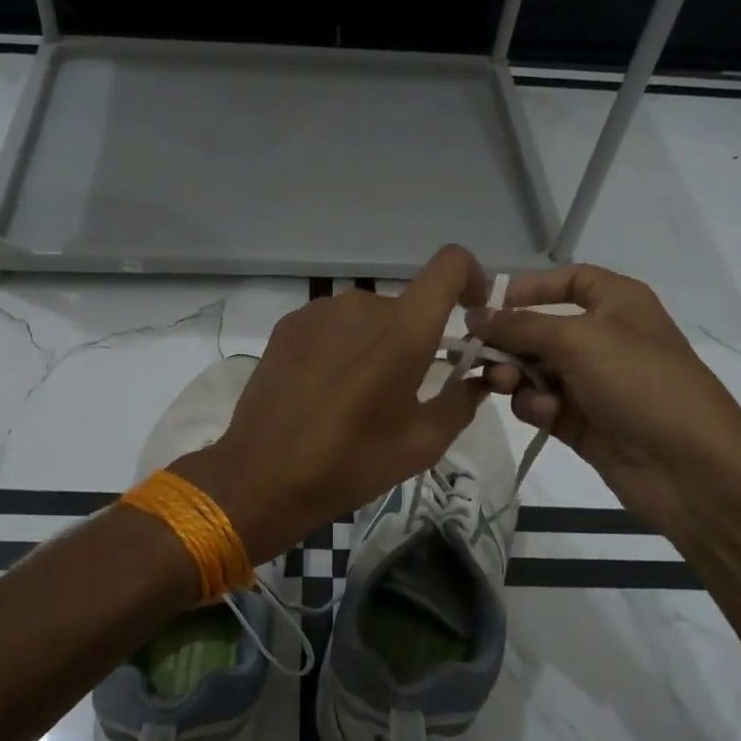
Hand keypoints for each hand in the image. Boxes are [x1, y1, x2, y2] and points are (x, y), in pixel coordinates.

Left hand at [178, 246, 491, 562]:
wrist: (263, 475)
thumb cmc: (351, 463)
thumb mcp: (422, 444)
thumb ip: (462, 401)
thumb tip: (478, 377)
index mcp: (404, 330)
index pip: (450, 264)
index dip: (471, 277)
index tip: (471, 311)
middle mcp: (362, 305)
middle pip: (407, 305)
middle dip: (416, 338)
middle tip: (405, 389)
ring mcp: (319, 311)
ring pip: (368, 315)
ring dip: (376, 343)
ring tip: (359, 394)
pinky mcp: (289, 324)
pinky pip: (333, 324)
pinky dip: (343, 345)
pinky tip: (325, 387)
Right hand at [466, 264, 740, 532]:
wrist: (689, 469)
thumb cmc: (640, 384)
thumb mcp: (579, 340)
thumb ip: (520, 325)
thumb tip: (474, 315)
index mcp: (616, 303)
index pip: (567, 280)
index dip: (528, 287)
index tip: (487, 304)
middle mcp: (602, 338)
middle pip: (539, 328)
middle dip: (508, 341)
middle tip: (479, 356)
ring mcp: (590, 382)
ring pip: (532, 369)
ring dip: (514, 376)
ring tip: (505, 387)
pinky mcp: (579, 421)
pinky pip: (540, 403)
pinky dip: (534, 406)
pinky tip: (545, 415)